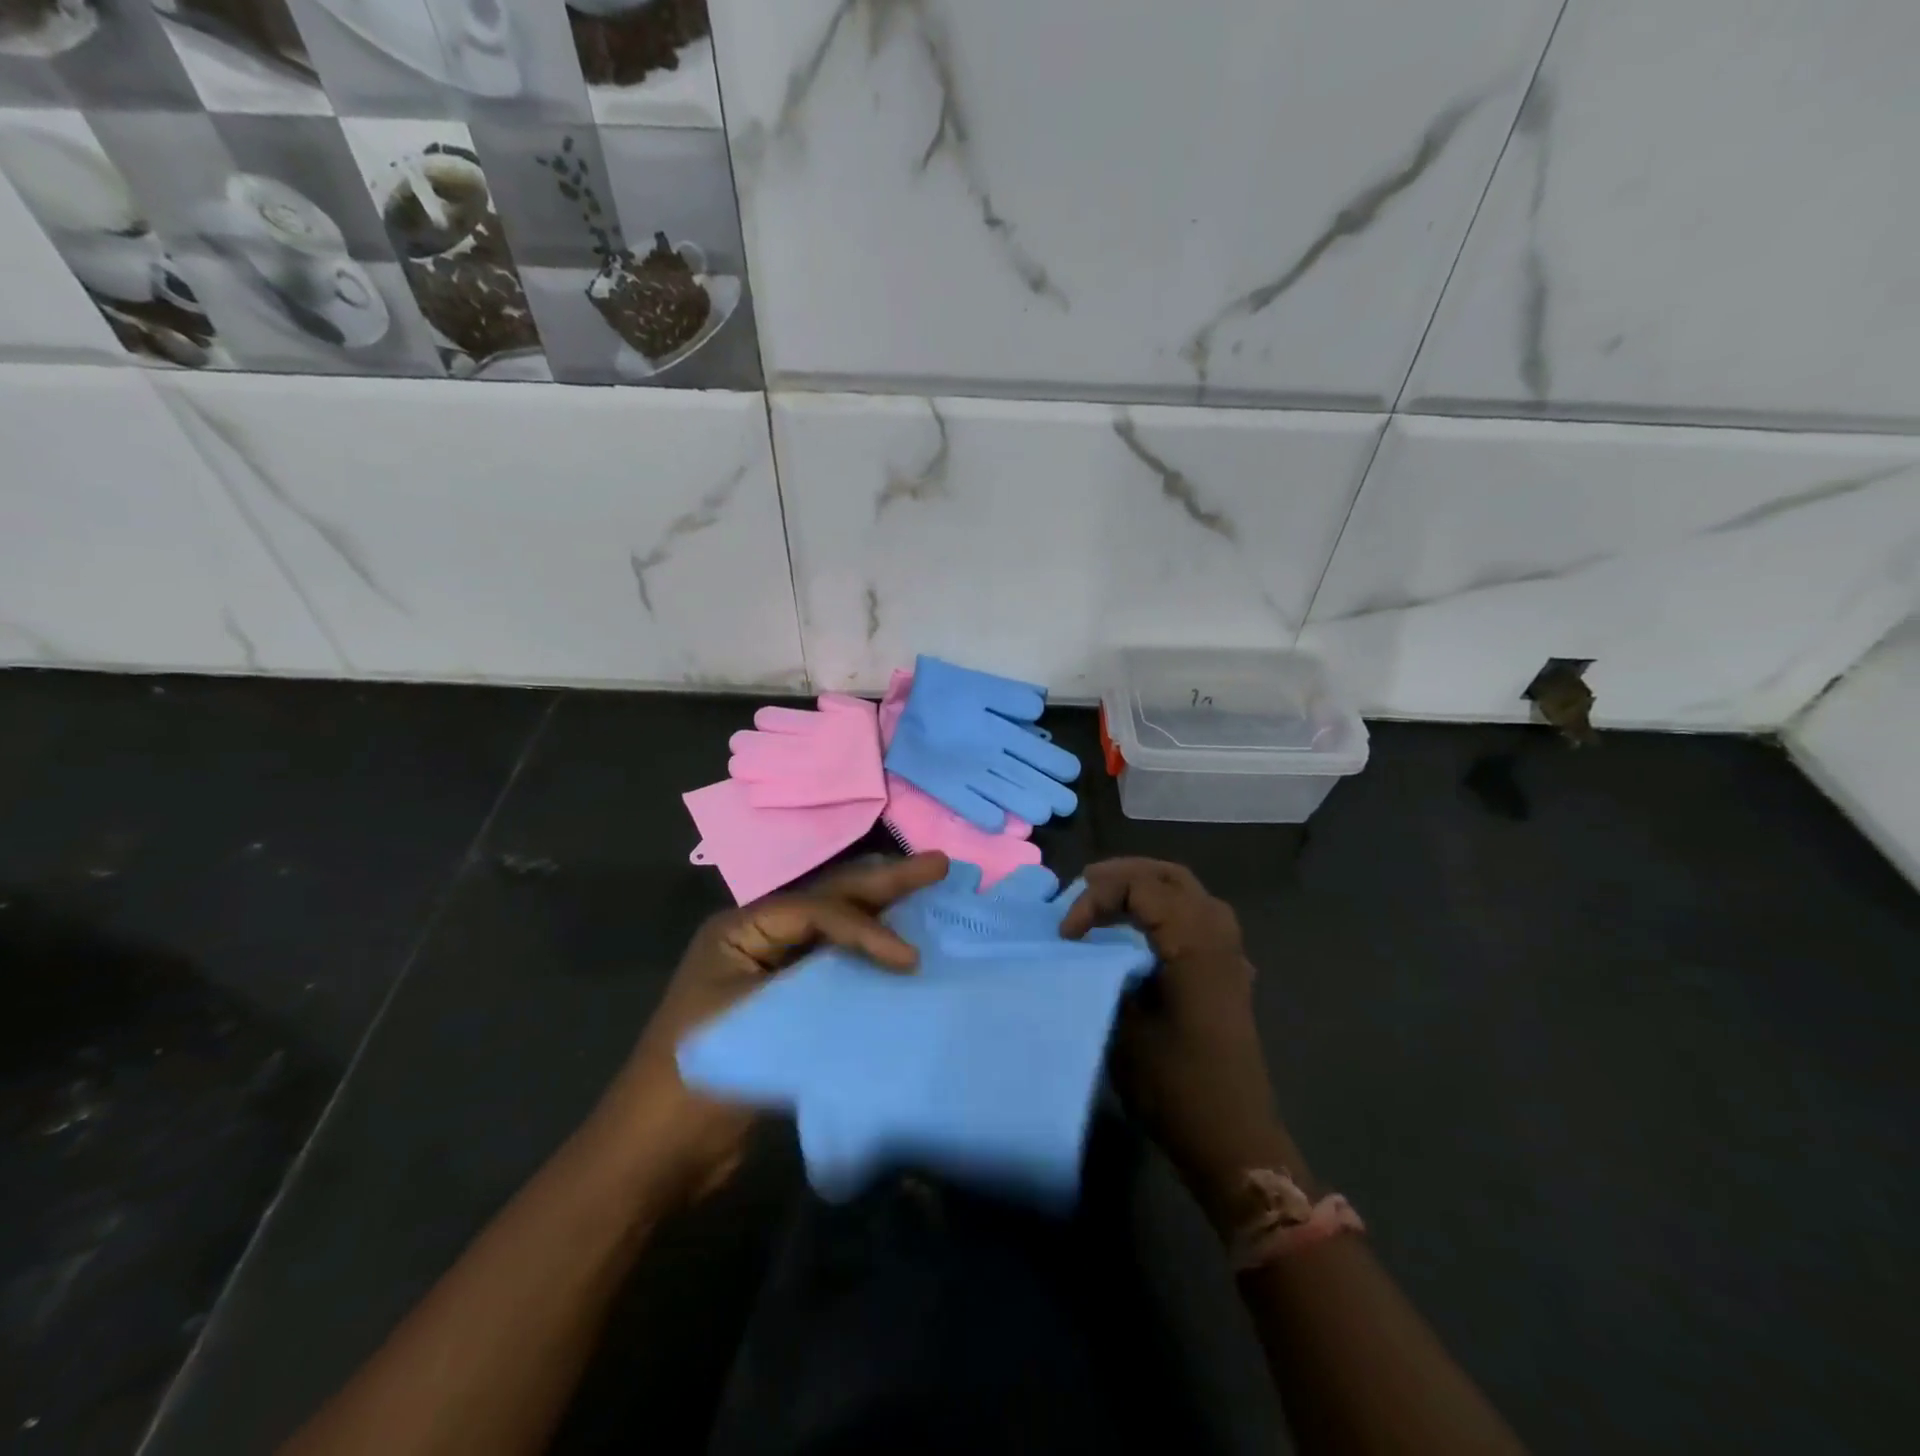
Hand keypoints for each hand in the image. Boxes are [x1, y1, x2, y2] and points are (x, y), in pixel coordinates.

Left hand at [600, 852, 949, 1204]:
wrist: (656, 1153)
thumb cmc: (698, 1080)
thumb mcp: (758, 1022)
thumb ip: (821, 986)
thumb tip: (887, 970)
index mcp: (741, 929)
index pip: (816, 910)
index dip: (867, 927)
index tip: (909, 959)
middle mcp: (759, 936)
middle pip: (830, 900)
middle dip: (885, 882)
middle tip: (938, 863)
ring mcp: (773, 967)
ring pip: (836, 926)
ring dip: (881, 910)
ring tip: (927, 884)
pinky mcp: (787, 1000)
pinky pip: (835, 964)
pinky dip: (870, 954)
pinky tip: (904, 948)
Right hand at [1061, 859, 1289, 1221]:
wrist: (1235, 1141)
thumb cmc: (1177, 1088)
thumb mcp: (1126, 1030)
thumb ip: (1107, 975)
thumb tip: (1087, 948)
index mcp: (1194, 944)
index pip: (1142, 886)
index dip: (1097, 898)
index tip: (1068, 935)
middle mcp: (1218, 937)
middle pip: (1171, 876)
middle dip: (1124, 874)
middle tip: (1085, 886)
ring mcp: (1230, 955)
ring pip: (1189, 892)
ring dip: (1147, 887)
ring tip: (1109, 899)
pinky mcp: (1229, 974)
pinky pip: (1200, 917)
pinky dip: (1167, 908)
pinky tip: (1145, 930)